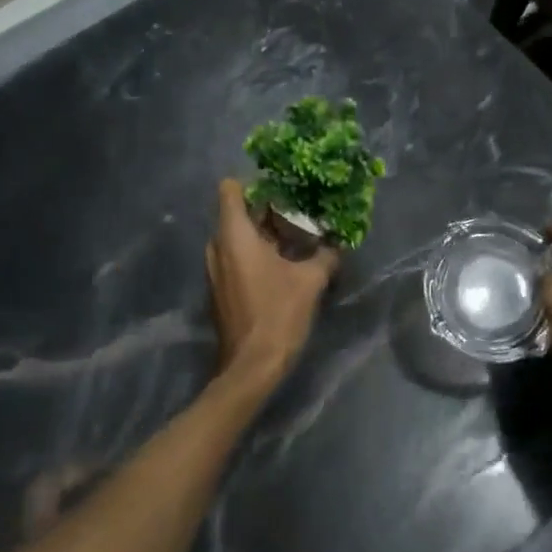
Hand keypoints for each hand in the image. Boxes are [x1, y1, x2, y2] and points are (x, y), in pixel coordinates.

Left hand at [206, 179, 337, 389]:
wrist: (251, 367)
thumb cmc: (277, 314)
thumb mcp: (310, 281)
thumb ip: (324, 256)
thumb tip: (336, 244)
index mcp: (234, 235)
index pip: (230, 189)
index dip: (255, 184)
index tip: (282, 190)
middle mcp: (218, 247)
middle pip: (237, 213)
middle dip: (267, 211)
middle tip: (299, 214)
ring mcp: (215, 270)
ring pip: (237, 237)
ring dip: (263, 235)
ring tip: (296, 240)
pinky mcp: (219, 289)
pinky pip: (236, 258)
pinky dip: (256, 255)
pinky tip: (283, 266)